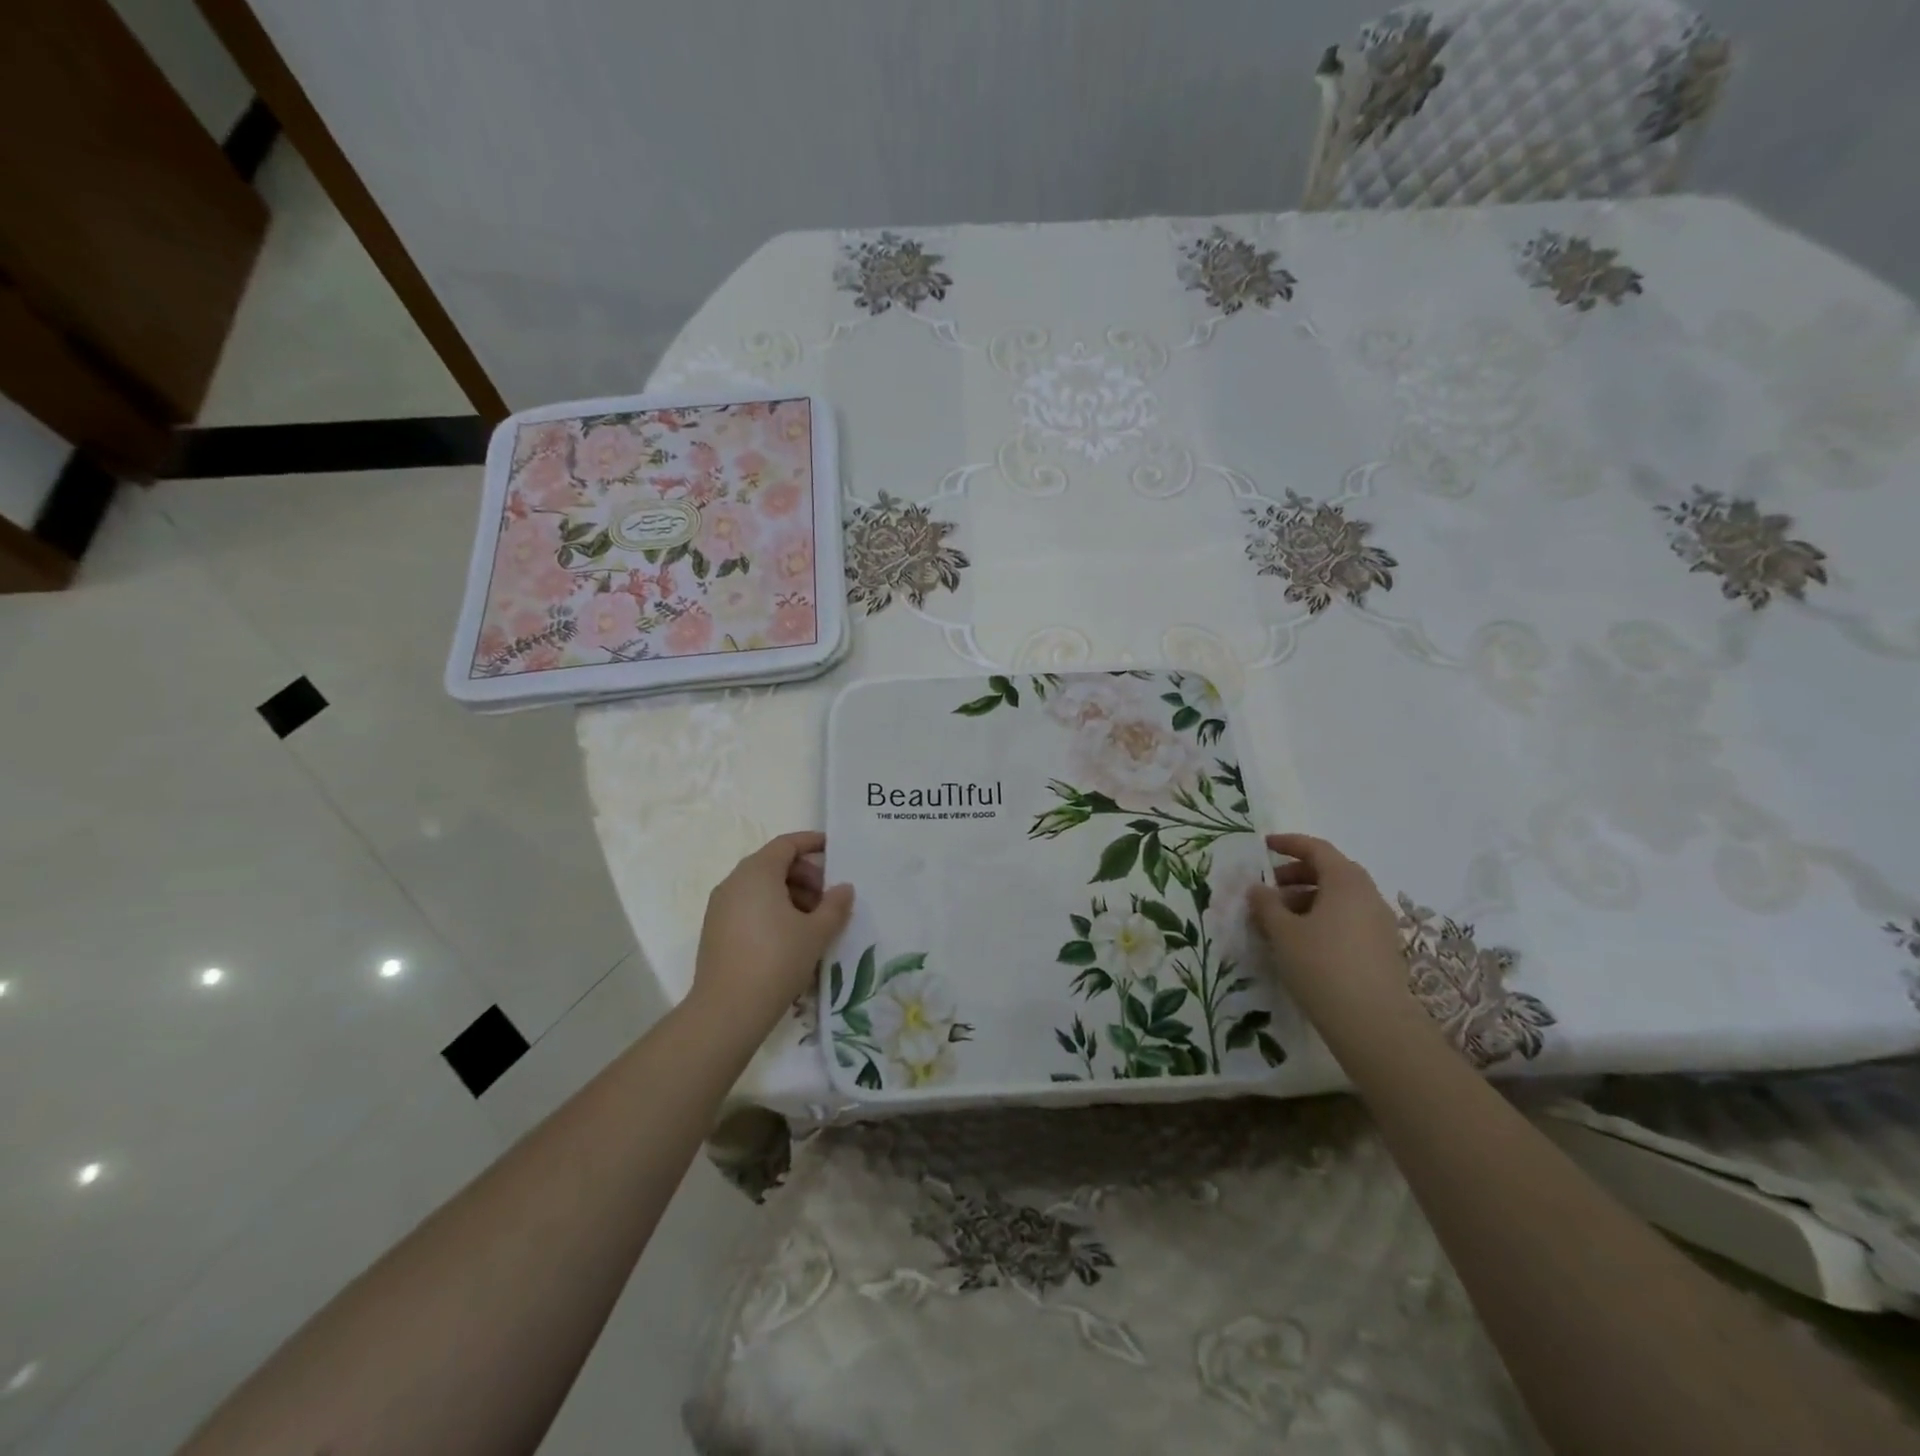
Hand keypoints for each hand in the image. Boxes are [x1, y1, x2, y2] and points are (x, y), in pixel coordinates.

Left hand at [692, 831, 853, 1024]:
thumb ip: (835, 905)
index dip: (812, 843)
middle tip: (829, 898)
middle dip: (805, 874)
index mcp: (757, 872)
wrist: (727, 1011)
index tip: (834, 850)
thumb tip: (844, 888)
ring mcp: (721, 906)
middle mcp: (734, 882)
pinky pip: (749, 906)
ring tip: (814, 922)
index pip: (787, 844)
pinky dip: (772, 910)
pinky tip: (791, 937)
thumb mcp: (816, 932)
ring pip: (761, 887)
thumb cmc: (777, 960)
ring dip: (791, 895)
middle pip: (774, 864)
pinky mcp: (715, 930)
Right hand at [1247, 834, 1410, 1014]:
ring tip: (1279, 919)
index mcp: (1346, 882)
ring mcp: (1380, 923)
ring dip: (1308, 899)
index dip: (1289, 843)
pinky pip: (1348, 919)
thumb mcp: (1283, 932)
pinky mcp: (1382, 949)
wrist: (1373, 1023)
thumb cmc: (1321, 965)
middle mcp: (1368, 895)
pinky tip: (1301, 941)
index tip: (1264, 846)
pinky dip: (1323, 918)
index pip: (1317, 849)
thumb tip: (1258, 888)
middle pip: (1331, 872)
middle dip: (1297, 875)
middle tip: (1269, 888)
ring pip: (1339, 898)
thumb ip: (1266, 905)